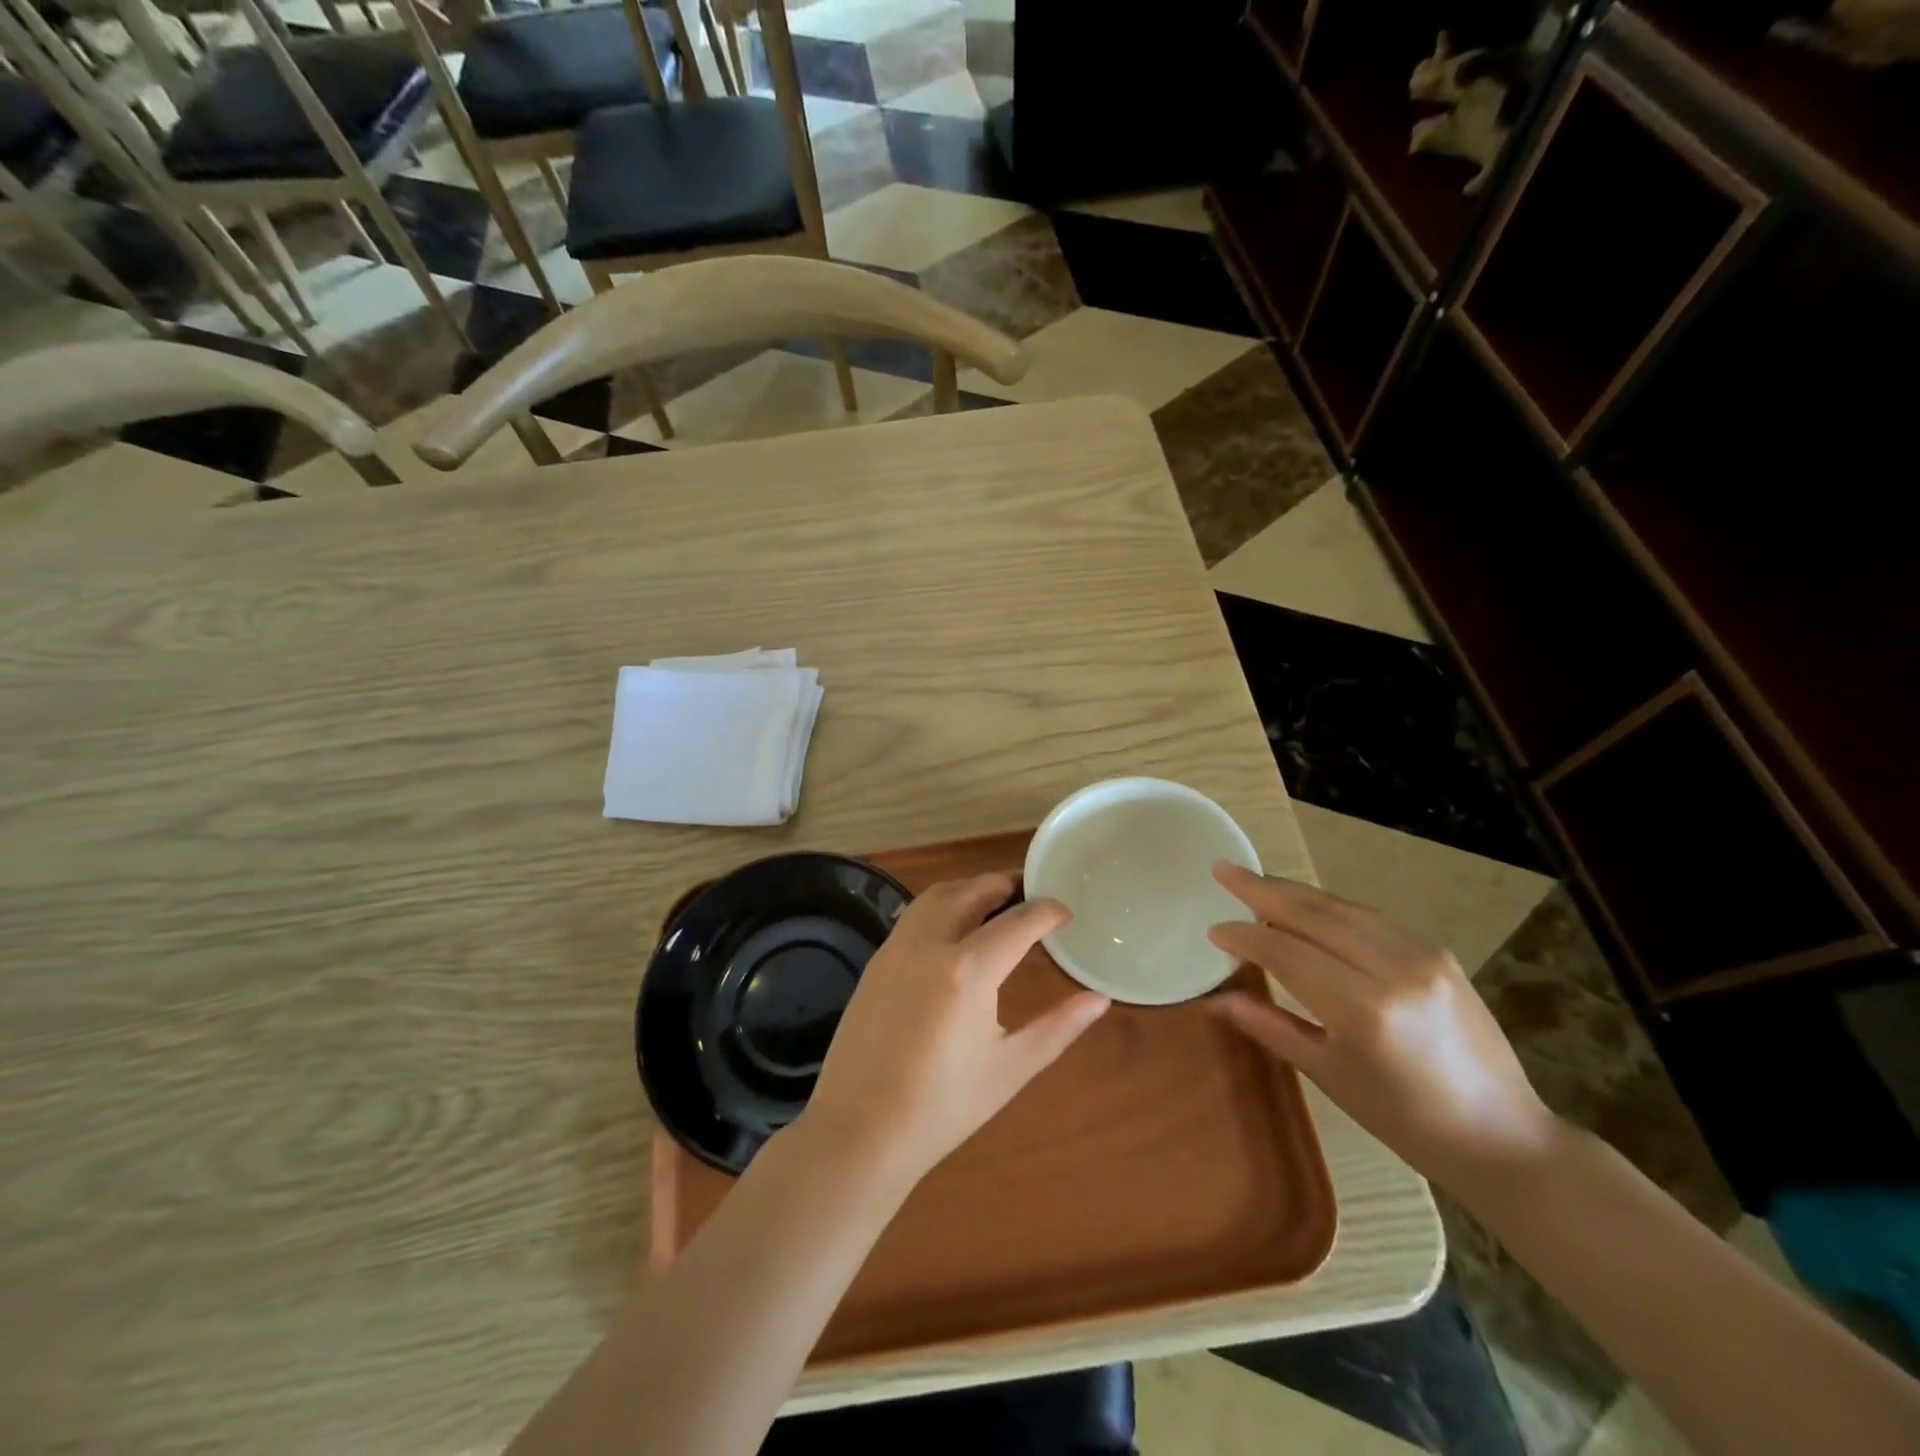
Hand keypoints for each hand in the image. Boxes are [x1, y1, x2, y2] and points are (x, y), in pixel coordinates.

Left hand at [802, 874, 1109, 1184]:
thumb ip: (1059, 1027)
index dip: (1048, 911)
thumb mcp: (1011, 1068)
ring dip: (972, 888)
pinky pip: (916, 913)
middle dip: (1008, 884)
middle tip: (1035, 896)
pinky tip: (957, 930)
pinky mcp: (877, 959)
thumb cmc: (943, 1107)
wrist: (859, 1132)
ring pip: (939, 894)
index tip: (1066, 914)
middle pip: (974, 891)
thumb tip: (1099, 999)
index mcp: (969, 970)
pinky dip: (944, 905)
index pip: (1018, 920)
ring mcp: (897, 947)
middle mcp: (930, 943)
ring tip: (999, 903)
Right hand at [1206, 863, 1558, 1190]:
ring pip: (1340, 906)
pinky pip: (1369, 916)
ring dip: (1293, 892)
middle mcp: (1392, 968)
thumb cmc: (1404, 1119)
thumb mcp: (1327, 1074)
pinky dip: (1329, 906)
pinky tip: (1306, 905)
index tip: (1214, 929)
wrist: (1501, 1135)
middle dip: (1261, 889)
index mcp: (1362, 1009)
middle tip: (1223, 870)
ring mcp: (1421, 954)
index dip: (1244, 936)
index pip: (1285, 951)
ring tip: (1254, 881)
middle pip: (1312, 913)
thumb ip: (1268, 1025)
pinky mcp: (1437, 951)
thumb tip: (1214, 999)